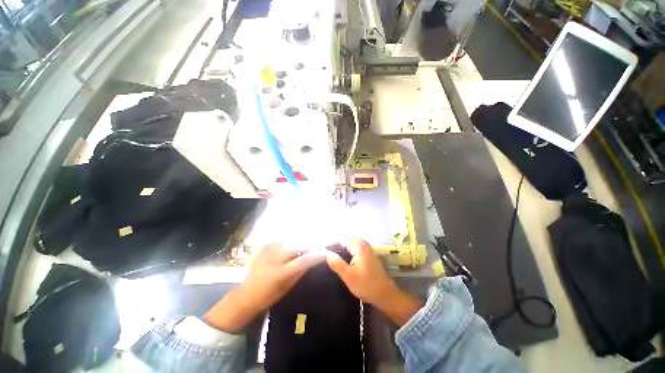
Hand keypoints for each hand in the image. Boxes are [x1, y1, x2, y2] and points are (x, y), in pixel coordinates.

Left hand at [204, 243, 325, 332]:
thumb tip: (312, 261)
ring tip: (303, 247)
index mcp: (281, 272)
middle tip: (315, 248)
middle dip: (308, 246)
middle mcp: (274, 258)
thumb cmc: (268, 296)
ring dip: (298, 243)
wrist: (246, 294)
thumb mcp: (287, 287)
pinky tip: (290, 247)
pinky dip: (287, 243)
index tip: (326, 253)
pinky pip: (280, 240)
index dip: (316, 256)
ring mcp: (268, 251)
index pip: (303, 260)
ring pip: (289, 241)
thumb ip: (300, 272)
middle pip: (297, 246)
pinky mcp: (263, 247)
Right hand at [326, 237, 421, 325]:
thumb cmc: (367, 286)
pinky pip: (354, 246)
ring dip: (341, 245)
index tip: (322, 249)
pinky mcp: (368, 254)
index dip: (331, 241)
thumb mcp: (349, 276)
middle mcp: (363, 244)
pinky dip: (347, 249)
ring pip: (351, 242)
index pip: (342, 237)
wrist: (385, 295)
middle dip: (336, 242)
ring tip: (331, 254)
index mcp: (359, 246)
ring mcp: (367, 248)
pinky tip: (342, 258)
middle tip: (326, 252)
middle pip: (347, 237)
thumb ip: (337, 263)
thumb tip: (326, 253)